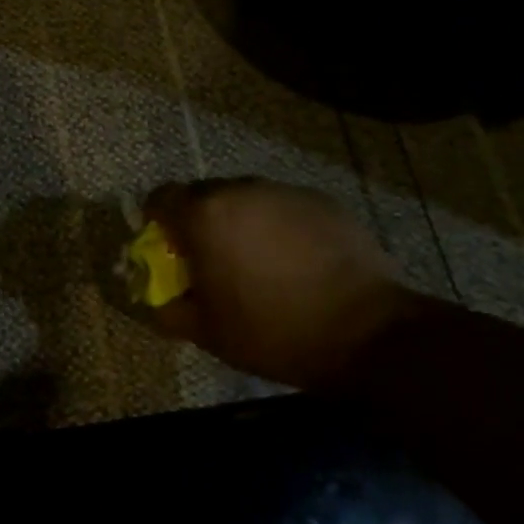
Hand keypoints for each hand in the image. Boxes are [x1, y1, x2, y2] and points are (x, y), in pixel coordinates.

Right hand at [142, 178, 408, 388]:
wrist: (366, 332)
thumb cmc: (273, 331)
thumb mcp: (208, 332)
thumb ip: (169, 310)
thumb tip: (156, 300)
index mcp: (205, 216)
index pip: (161, 197)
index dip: (158, 221)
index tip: (169, 248)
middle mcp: (240, 190)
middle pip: (204, 194)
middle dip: (201, 221)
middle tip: (213, 259)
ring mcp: (284, 192)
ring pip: (246, 198)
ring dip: (241, 222)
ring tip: (259, 261)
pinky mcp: (322, 201)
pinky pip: (283, 207)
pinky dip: (279, 226)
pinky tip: (297, 262)